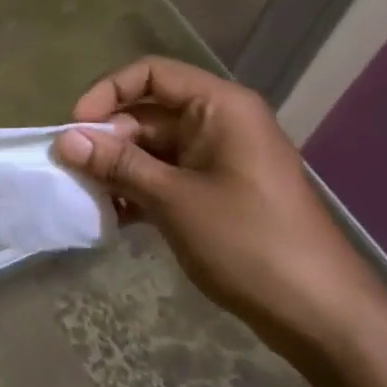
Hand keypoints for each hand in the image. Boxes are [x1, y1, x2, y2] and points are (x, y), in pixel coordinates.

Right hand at [58, 57, 386, 364]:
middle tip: (71, 171)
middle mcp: (219, 122)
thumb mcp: (174, 199)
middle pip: (149, 112)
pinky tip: (112, 216)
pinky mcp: (218, 192)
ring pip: (154, 148)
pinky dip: (139, 190)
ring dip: (119, 168)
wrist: (320, 313)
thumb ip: (118, 164)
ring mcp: (220, 159)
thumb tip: (65, 139)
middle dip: (108, 138)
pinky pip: (168, 176)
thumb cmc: (248, 242)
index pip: (152, 73)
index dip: (108, 91)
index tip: (75, 127)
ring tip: (86, 195)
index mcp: (219, 106)